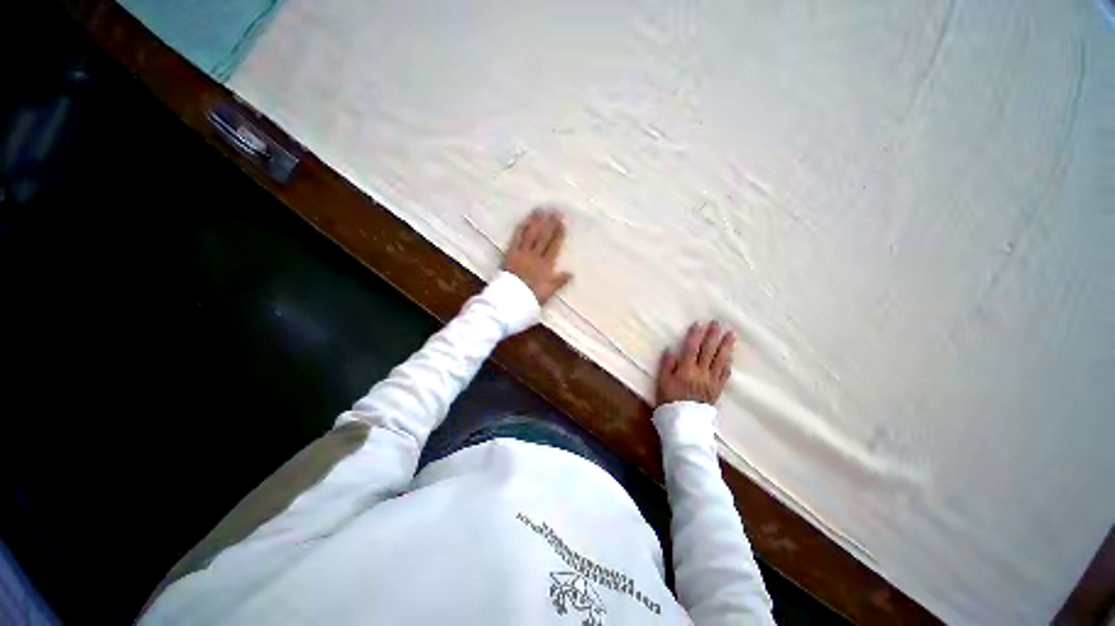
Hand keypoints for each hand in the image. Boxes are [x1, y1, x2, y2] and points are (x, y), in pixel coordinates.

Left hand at [504, 208, 572, 303]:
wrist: (512, 300)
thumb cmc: (531, 298)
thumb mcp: (548, 292)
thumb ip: (559, 282)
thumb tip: (572, 273)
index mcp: (546, 266)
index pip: (554, 246)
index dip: (559, 234)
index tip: (562, 223)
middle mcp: (535, 256)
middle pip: (544, 238)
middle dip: (550, 224)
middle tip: (555, 210)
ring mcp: (522, 254)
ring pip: (531, 235)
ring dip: (536, 222)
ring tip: (541, 210)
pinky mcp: (510, 254)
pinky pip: (516, 239)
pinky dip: (520, 230)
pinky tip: (524, 221)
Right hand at [656, 321, 734, 406]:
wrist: (684, 422)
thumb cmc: (669, 400)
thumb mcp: (662, 382)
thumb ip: (666, 365)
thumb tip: (671, 349)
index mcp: (686, 369)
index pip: (691, 348)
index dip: (695, 335)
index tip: (699, 323)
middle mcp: (701, 372)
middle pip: (708, 351)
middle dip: (713, 336)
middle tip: (717, 323)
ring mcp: (711, 381)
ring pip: (720, 360)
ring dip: (726, 346)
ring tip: (731, 335)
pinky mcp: (717, 389)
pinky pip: (725, 375)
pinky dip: (728, 365)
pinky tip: (730, 358)